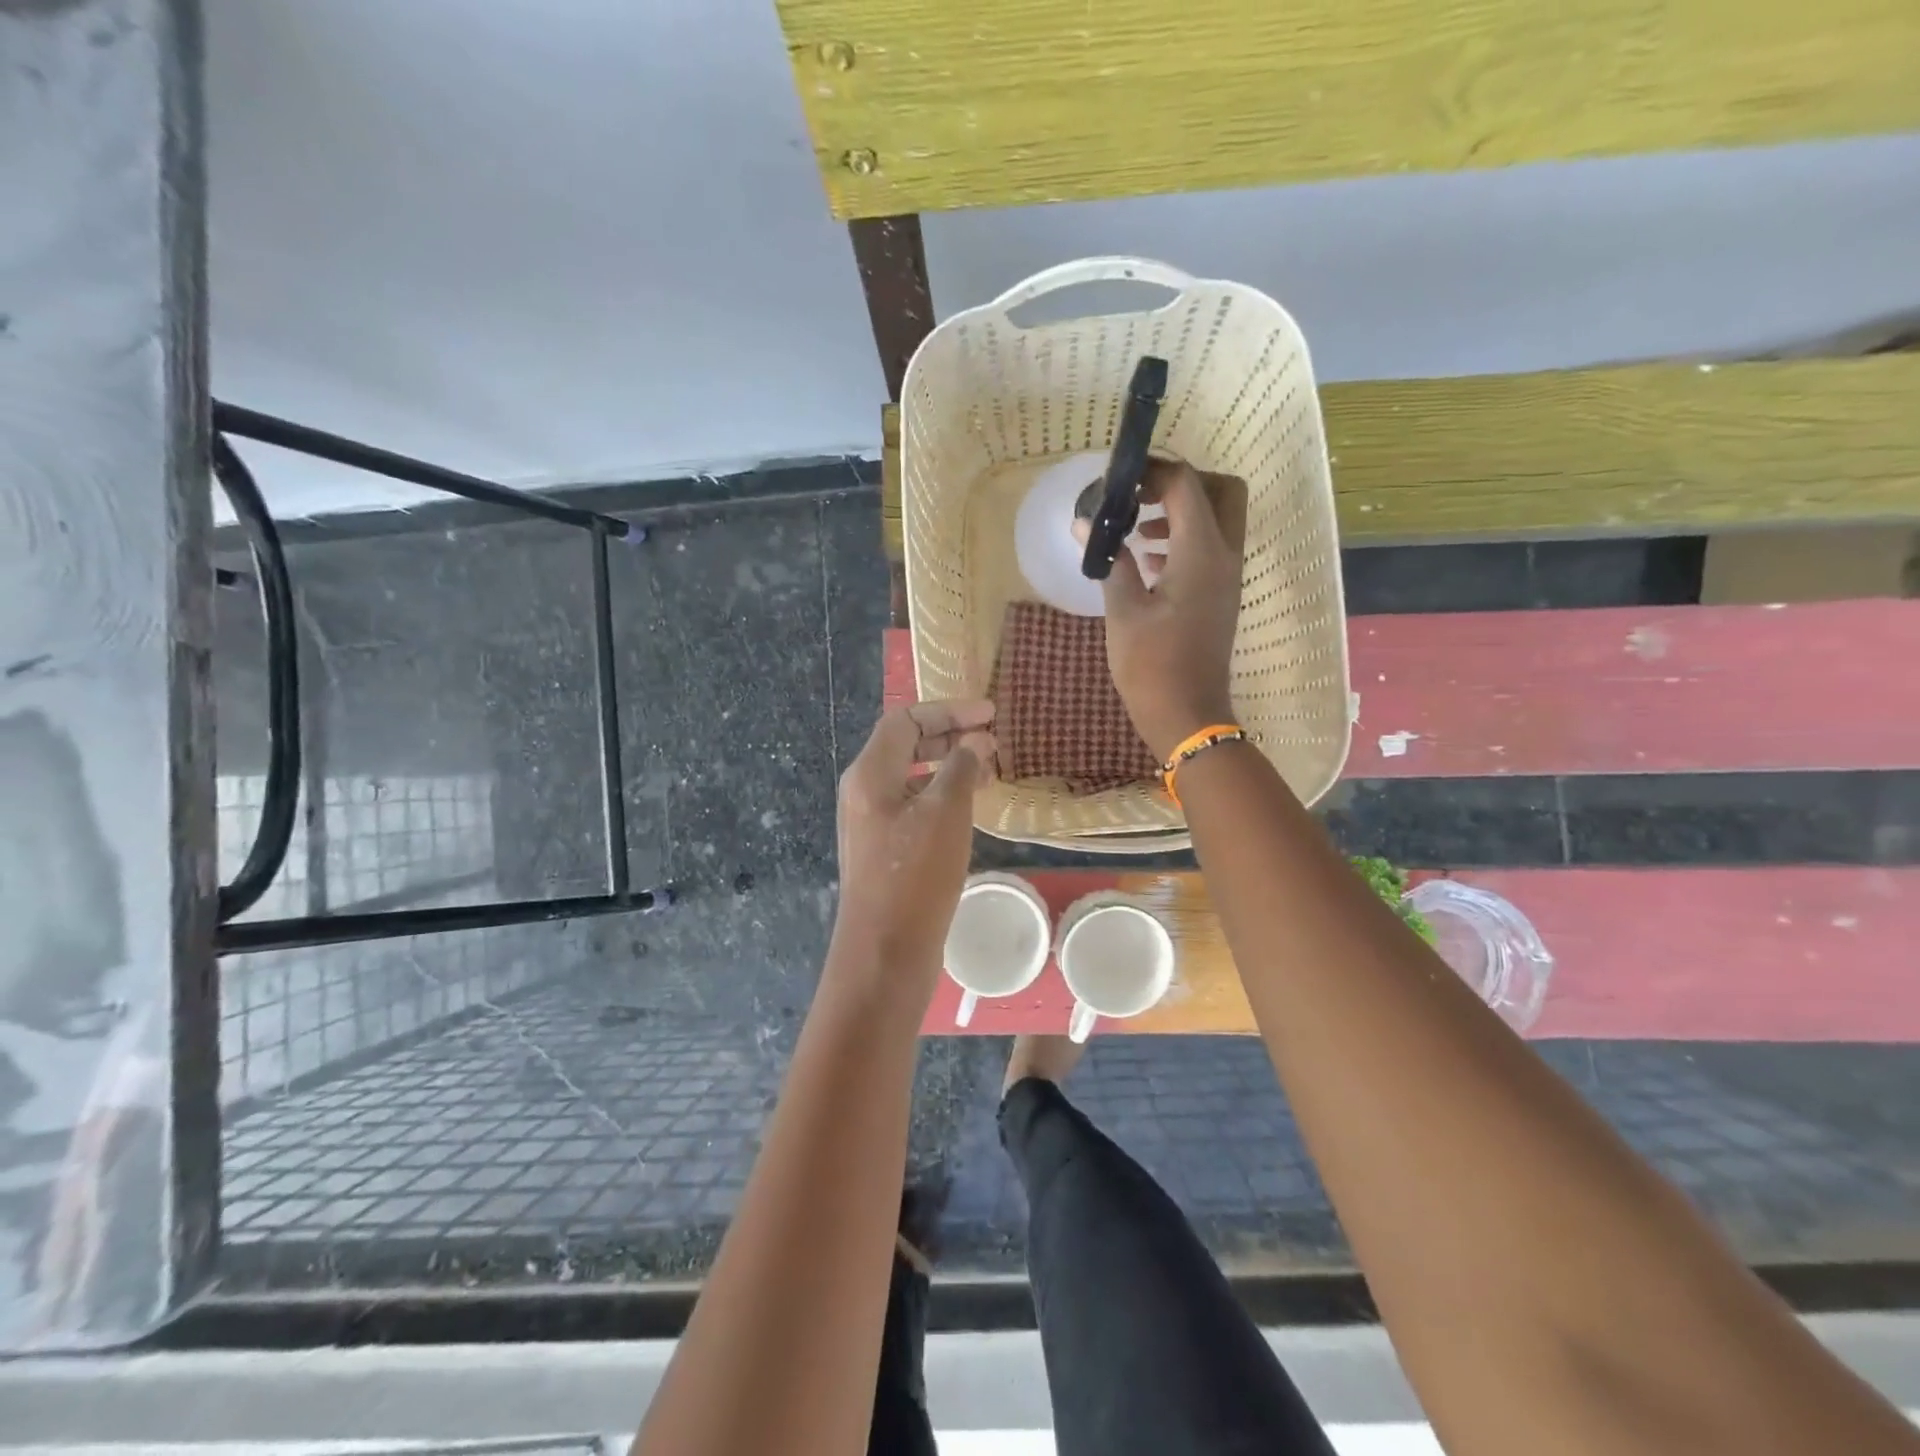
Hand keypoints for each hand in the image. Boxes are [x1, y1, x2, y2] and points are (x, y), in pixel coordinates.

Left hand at [832, 700, 996, 996]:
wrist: (885, 952)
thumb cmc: (915, 875)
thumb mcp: (945, 813)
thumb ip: (961, 768)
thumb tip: (976, 741)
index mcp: (869, 774)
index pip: (905, 720)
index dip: (948, 711)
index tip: (990, 714)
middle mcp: (864, 791)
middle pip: (906, 745)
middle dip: (950, 735)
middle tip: (992, 738)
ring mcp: (872, 822)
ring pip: (912, 777)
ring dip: (949, 765)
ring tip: (989, 768)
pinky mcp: (884, 848)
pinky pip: (914, 804)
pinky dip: (942, 795)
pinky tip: (970, 805)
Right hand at [1100, 460, 1243, 760]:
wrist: (1187, 715)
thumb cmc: (1151, 665)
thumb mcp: (1123, 611)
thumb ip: (1109, 560)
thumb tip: (1085, 526)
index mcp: (1202, 553)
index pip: (1187, 485)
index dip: (1152, 472)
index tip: (1118, 482)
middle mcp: (1225, 556)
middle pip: (1221, 490)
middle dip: (1182, 483)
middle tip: (1140, 497)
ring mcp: (1227, 577)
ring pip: (1219, 519)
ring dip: (1182, 511)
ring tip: (1136, 529)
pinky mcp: (1220, 595)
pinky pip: (1211, 548)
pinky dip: (1184, 539)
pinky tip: (1147, 560)